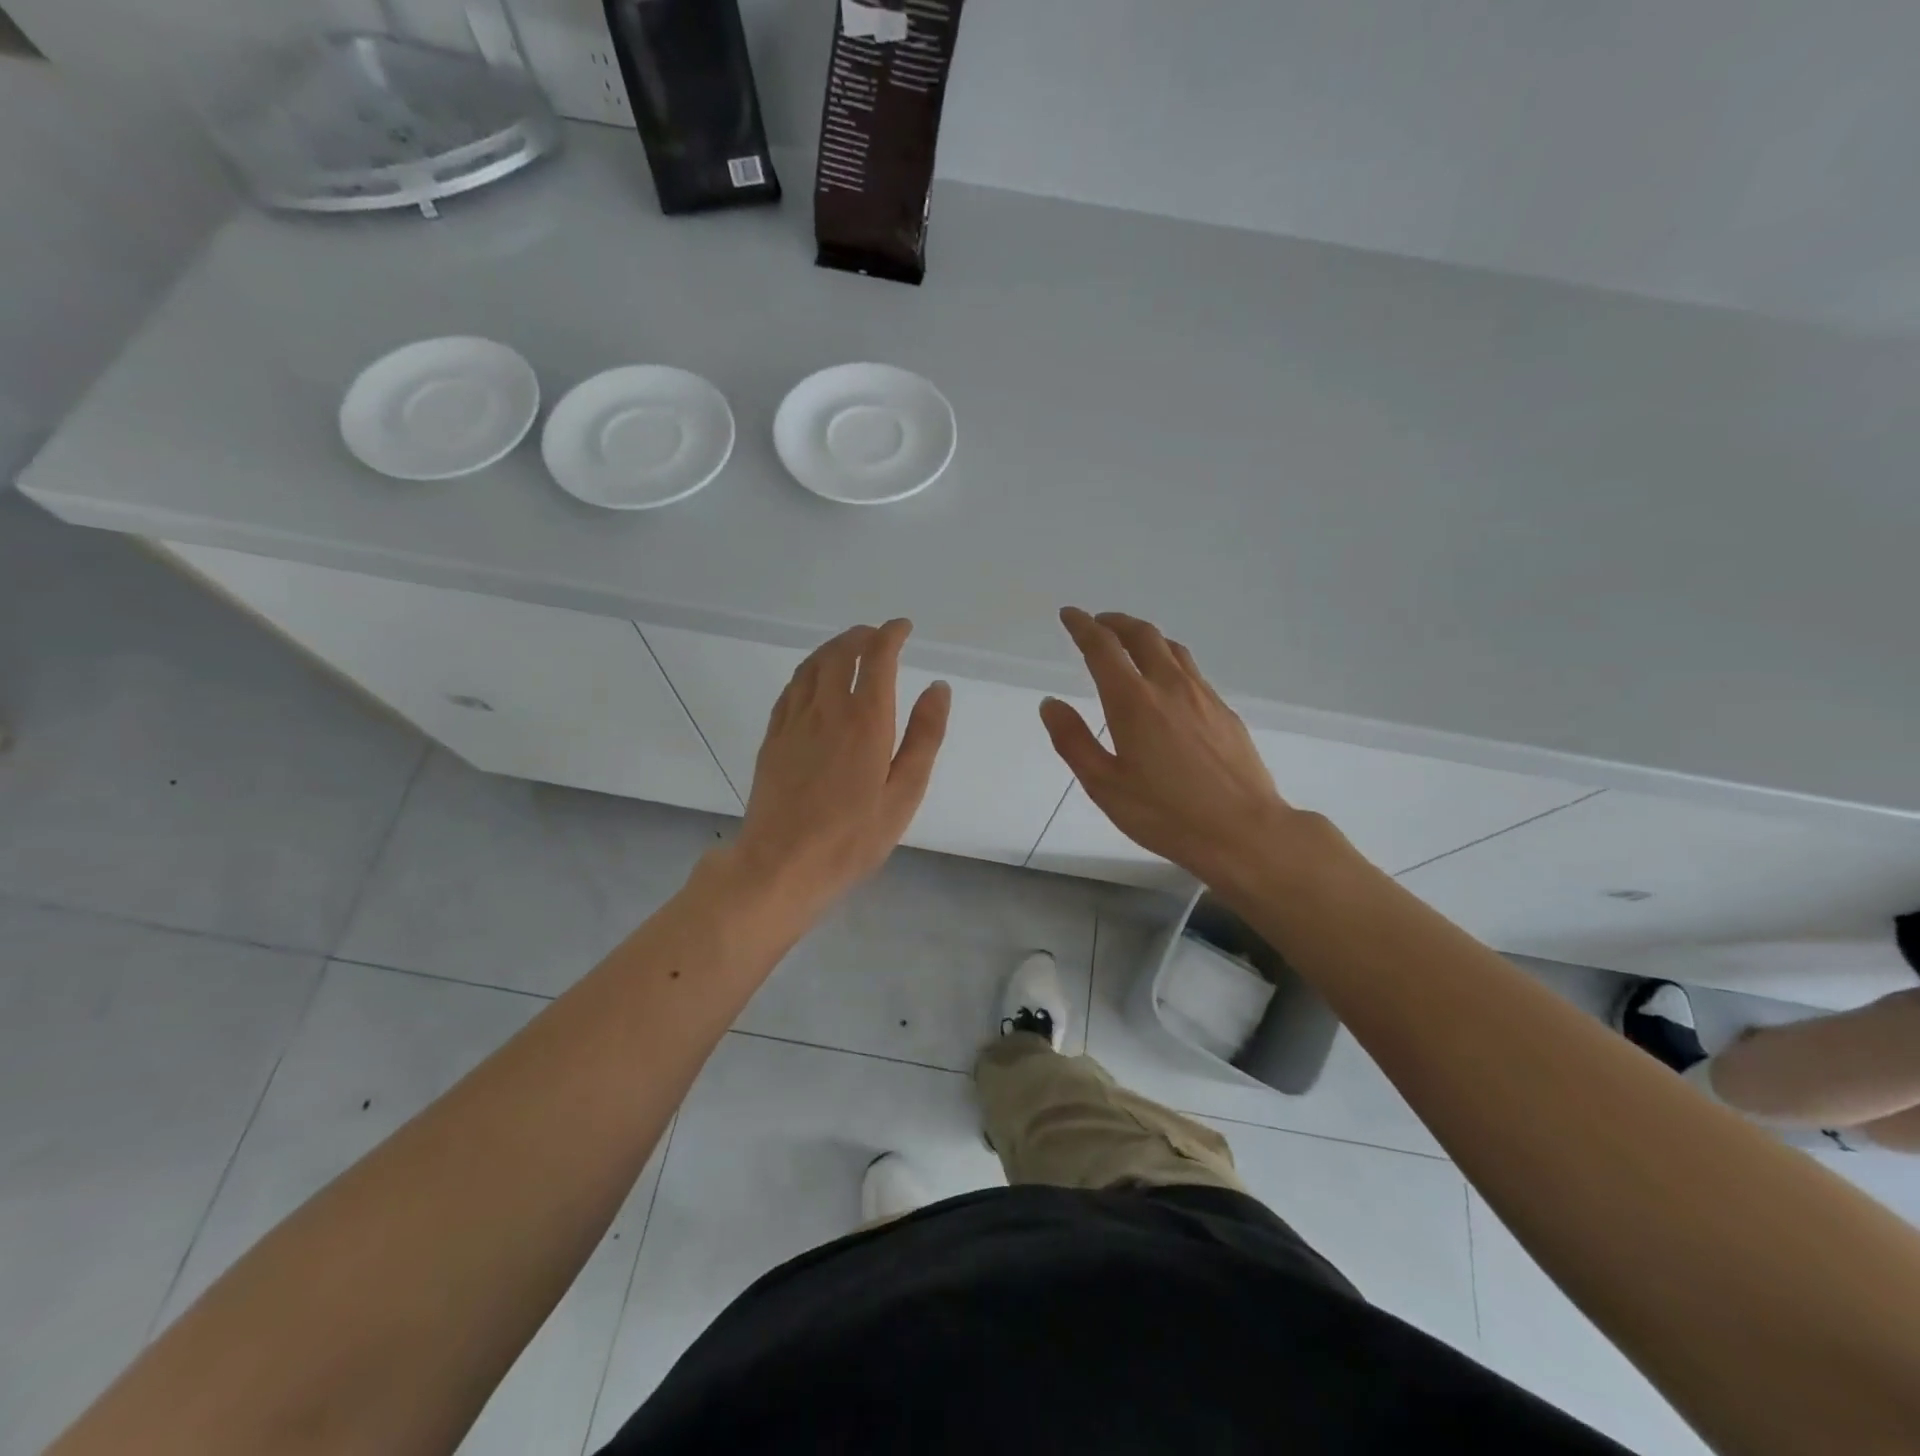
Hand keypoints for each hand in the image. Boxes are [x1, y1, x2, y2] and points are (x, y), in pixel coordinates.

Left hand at [730, 619, 950, 917]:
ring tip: (849, 648)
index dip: (891, 635)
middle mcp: (826, 709)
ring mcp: (794, 721)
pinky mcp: (773, 737)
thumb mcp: (904, 793)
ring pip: (812, 665)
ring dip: (833, 648)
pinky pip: (791, 689)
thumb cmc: (852, 837)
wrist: (781, 864)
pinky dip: (808, 672)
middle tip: (878, 636)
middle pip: (841, 652)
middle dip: (862, 635)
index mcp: (865, 719)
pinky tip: (814, 681)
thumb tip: (937, 688)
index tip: (903, 628)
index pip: (877, 657)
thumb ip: (924, 736)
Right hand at [1040, 609, 1321, 891]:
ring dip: (1145, 637)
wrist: (1243, 832)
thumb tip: (1050, 703)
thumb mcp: (1104, 785)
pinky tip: (1167, 684)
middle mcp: (1169, 686)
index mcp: (1133, 701)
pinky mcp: (1225, 712)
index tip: (1069, 615)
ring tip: (1130, 645)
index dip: (1082, 626)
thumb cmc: (1165, 814)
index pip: (1102, 648)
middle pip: (1141, 635)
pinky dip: (1169, 660)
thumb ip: (1072, 741)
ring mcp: (1203, 696)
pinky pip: (1192, 671)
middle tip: (1097, 623)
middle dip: (1115, 622)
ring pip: (1171, 648)